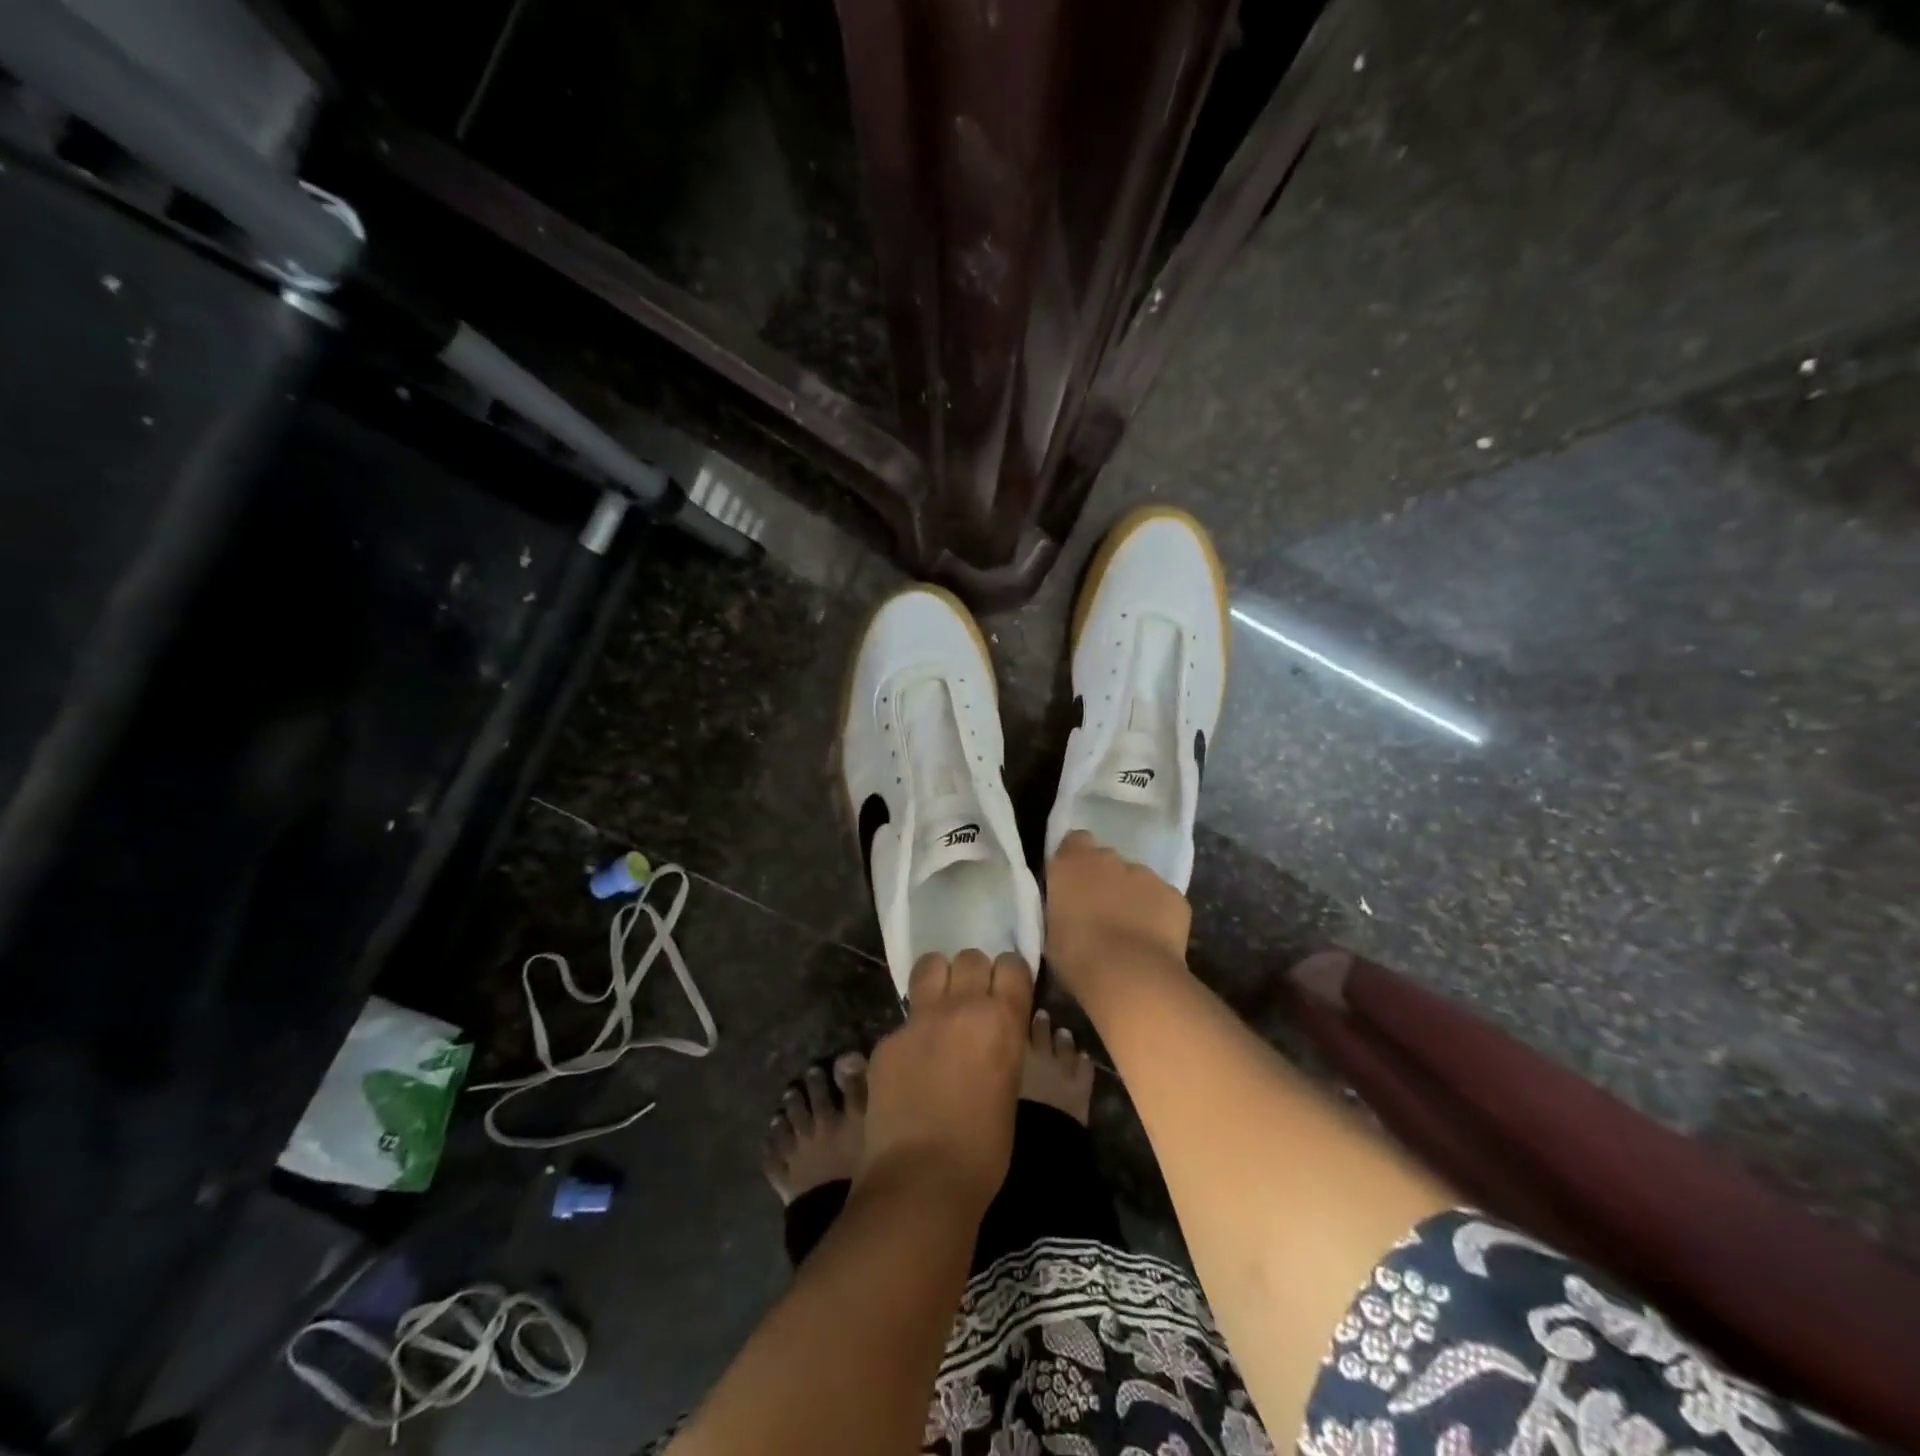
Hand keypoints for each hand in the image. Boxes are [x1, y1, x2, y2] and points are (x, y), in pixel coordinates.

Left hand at [858, 950, 1033, 1210]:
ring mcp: (919, 1020)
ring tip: (938, 1006)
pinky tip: (911, 1062)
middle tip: (971, 1001)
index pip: (1012, 965)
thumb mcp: (1011, 1087)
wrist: (922, 1180)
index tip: (1006, 990)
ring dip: (939, 979)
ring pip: (931, 965)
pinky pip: (905, 1017)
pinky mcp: (887, 1038)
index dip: (1010, 976)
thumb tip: (993, 1031)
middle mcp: (961, 1007)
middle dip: (973, 974)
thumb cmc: (984, 1150)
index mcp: (1001, 1021)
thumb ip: (1002, 1045)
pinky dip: (912, 1030)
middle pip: (970, 958)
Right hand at [1045, 831, 1191, 992]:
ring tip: (1130, 932)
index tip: (1073, 884)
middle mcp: (1109, 859)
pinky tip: (1153, 941)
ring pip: (1137, 879)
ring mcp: (1146, 875)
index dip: (1075, 860)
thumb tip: (1069, 909)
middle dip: (1104, 879)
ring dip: (1132, 897)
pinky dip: (1158, 914)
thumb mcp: (1051, 931)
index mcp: (1072, 864)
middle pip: (1107, 860)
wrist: (1131, 977)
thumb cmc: (1077, 957)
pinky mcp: (1174, 896)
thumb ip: (1061, 908)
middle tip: (1100, 912)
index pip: (1074, 841)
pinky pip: (1162, 900)